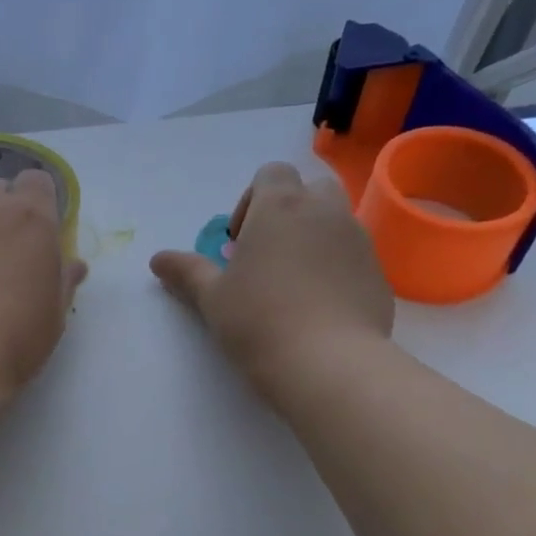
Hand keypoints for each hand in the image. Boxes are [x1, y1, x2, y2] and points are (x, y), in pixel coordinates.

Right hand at [150, 162, 394, 397]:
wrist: (328, 363)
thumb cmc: (258, 320)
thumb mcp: (211, 297)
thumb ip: (186, 272)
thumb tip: (158, 259)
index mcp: (280, 207)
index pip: (271, 172)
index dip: (251, 199)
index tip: (238, 240)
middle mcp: (325, 212)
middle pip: (310, 189)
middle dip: (288, 212)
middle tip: (266, 255)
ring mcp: (357, 241)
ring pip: (336, 221)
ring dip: (313, 238)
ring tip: (292, 283)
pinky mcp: (377, 273)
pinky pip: (353, 256)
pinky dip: (335, 268)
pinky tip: (318, 307)